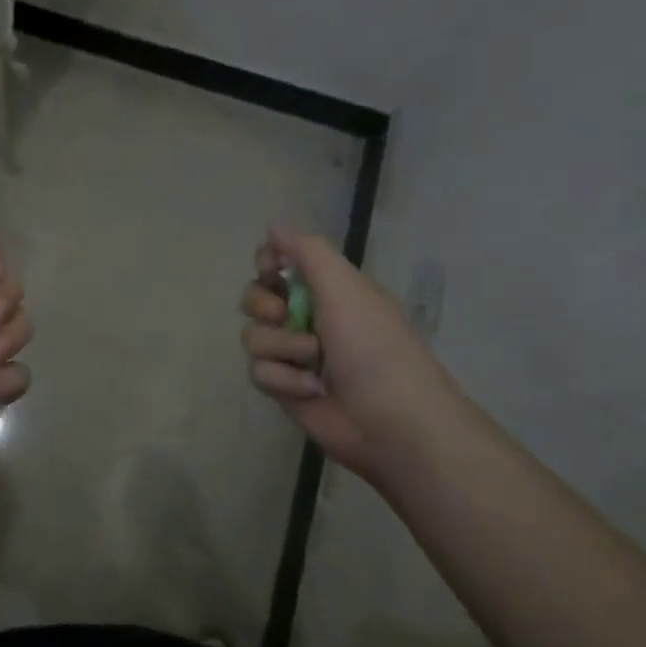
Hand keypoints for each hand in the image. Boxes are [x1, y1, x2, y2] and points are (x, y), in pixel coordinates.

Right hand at [240, 225, 451, 476]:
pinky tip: (311, 390)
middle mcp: (307, 317)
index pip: (278, 262)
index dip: (267, 263)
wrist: (392, 421)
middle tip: (286, 316)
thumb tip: (273, 224)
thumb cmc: (374, 347)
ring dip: (281, 348)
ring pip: (252, 336)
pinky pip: (258, 371)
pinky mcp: (284, 387)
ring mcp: (294, 354)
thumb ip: (307, 252)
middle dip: (264, 306)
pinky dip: (284, 380)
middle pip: (254, 297)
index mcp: (326, 289)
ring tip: (313, 362)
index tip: (271, 270)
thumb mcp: (346, 288)